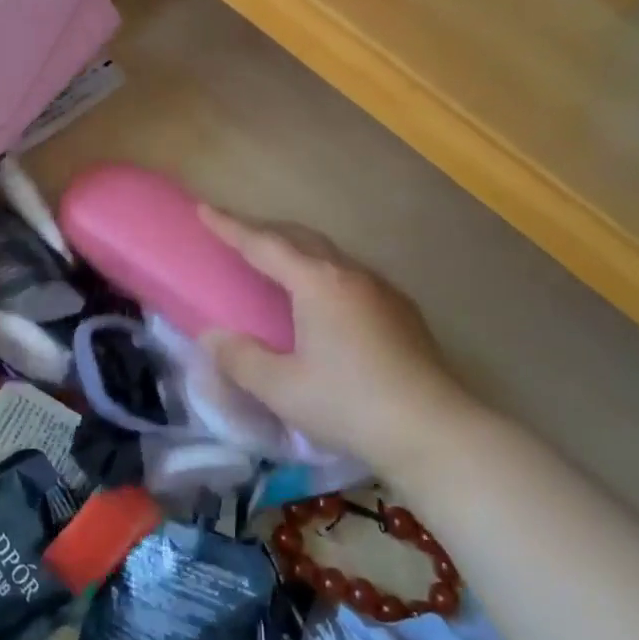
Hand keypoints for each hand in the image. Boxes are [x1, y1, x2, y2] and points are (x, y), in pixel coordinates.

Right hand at [198, 208, 478, 480]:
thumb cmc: (350, 405)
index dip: (230, 227)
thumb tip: (212, 337)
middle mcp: (350, 274)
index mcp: (317, 283)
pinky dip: (323, 272)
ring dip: (296, 250)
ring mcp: (381, 289)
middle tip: (236, 234)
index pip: (263, 245)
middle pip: (299, 238)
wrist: (434, 431)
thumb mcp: (283, 388)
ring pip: (329, 254)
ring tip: (277, 264)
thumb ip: (241, 359)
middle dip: (264, 231)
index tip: (204, 208)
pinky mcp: (402, 310)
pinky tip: (324, 300)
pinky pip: (351, 275)